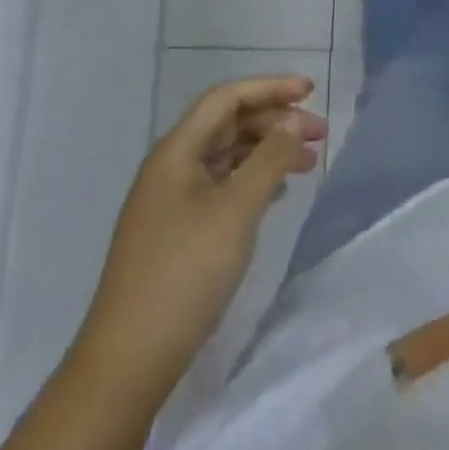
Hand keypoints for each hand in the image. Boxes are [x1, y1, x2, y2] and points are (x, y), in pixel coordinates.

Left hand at [76, 76, 327, 389]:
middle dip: (275, 122)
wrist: (128, 361)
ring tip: (308, 164)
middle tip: (320, 134)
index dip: (270, 88)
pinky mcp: (176, 232)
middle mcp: (171, 168)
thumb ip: (270, 158)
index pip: (226, 99)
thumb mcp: (236, 210)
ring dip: (267, 152)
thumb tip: (295, 121)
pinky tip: (278, 193)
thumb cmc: (185, 273)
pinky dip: (253, 180)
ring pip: (226, 156)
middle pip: (227, 125)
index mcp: (176, 152)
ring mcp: (171, 202)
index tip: (311, 91)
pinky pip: (221, 186)